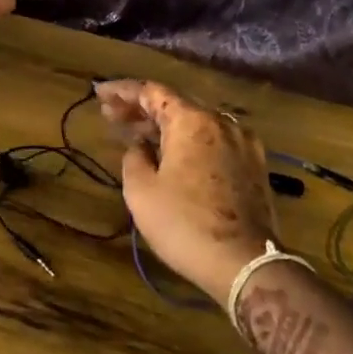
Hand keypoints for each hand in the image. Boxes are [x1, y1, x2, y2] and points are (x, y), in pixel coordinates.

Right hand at [96, 79, 278, 300]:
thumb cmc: (184, 224)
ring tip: (136, 135)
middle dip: (141, 108)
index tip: (99, 92)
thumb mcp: (141, 191)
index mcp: (192, 121)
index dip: (122, 90)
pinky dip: (188, 141)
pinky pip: (213, 141)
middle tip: (111, 114)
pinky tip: (171, 155)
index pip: (152, 92)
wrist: (244, 263)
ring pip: (196, 123)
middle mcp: (221, 123)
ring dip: (164, 126)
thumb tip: (140, 146)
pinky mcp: (253, 166)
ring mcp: (242, 144)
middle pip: (176, 104)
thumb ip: (134, 158)